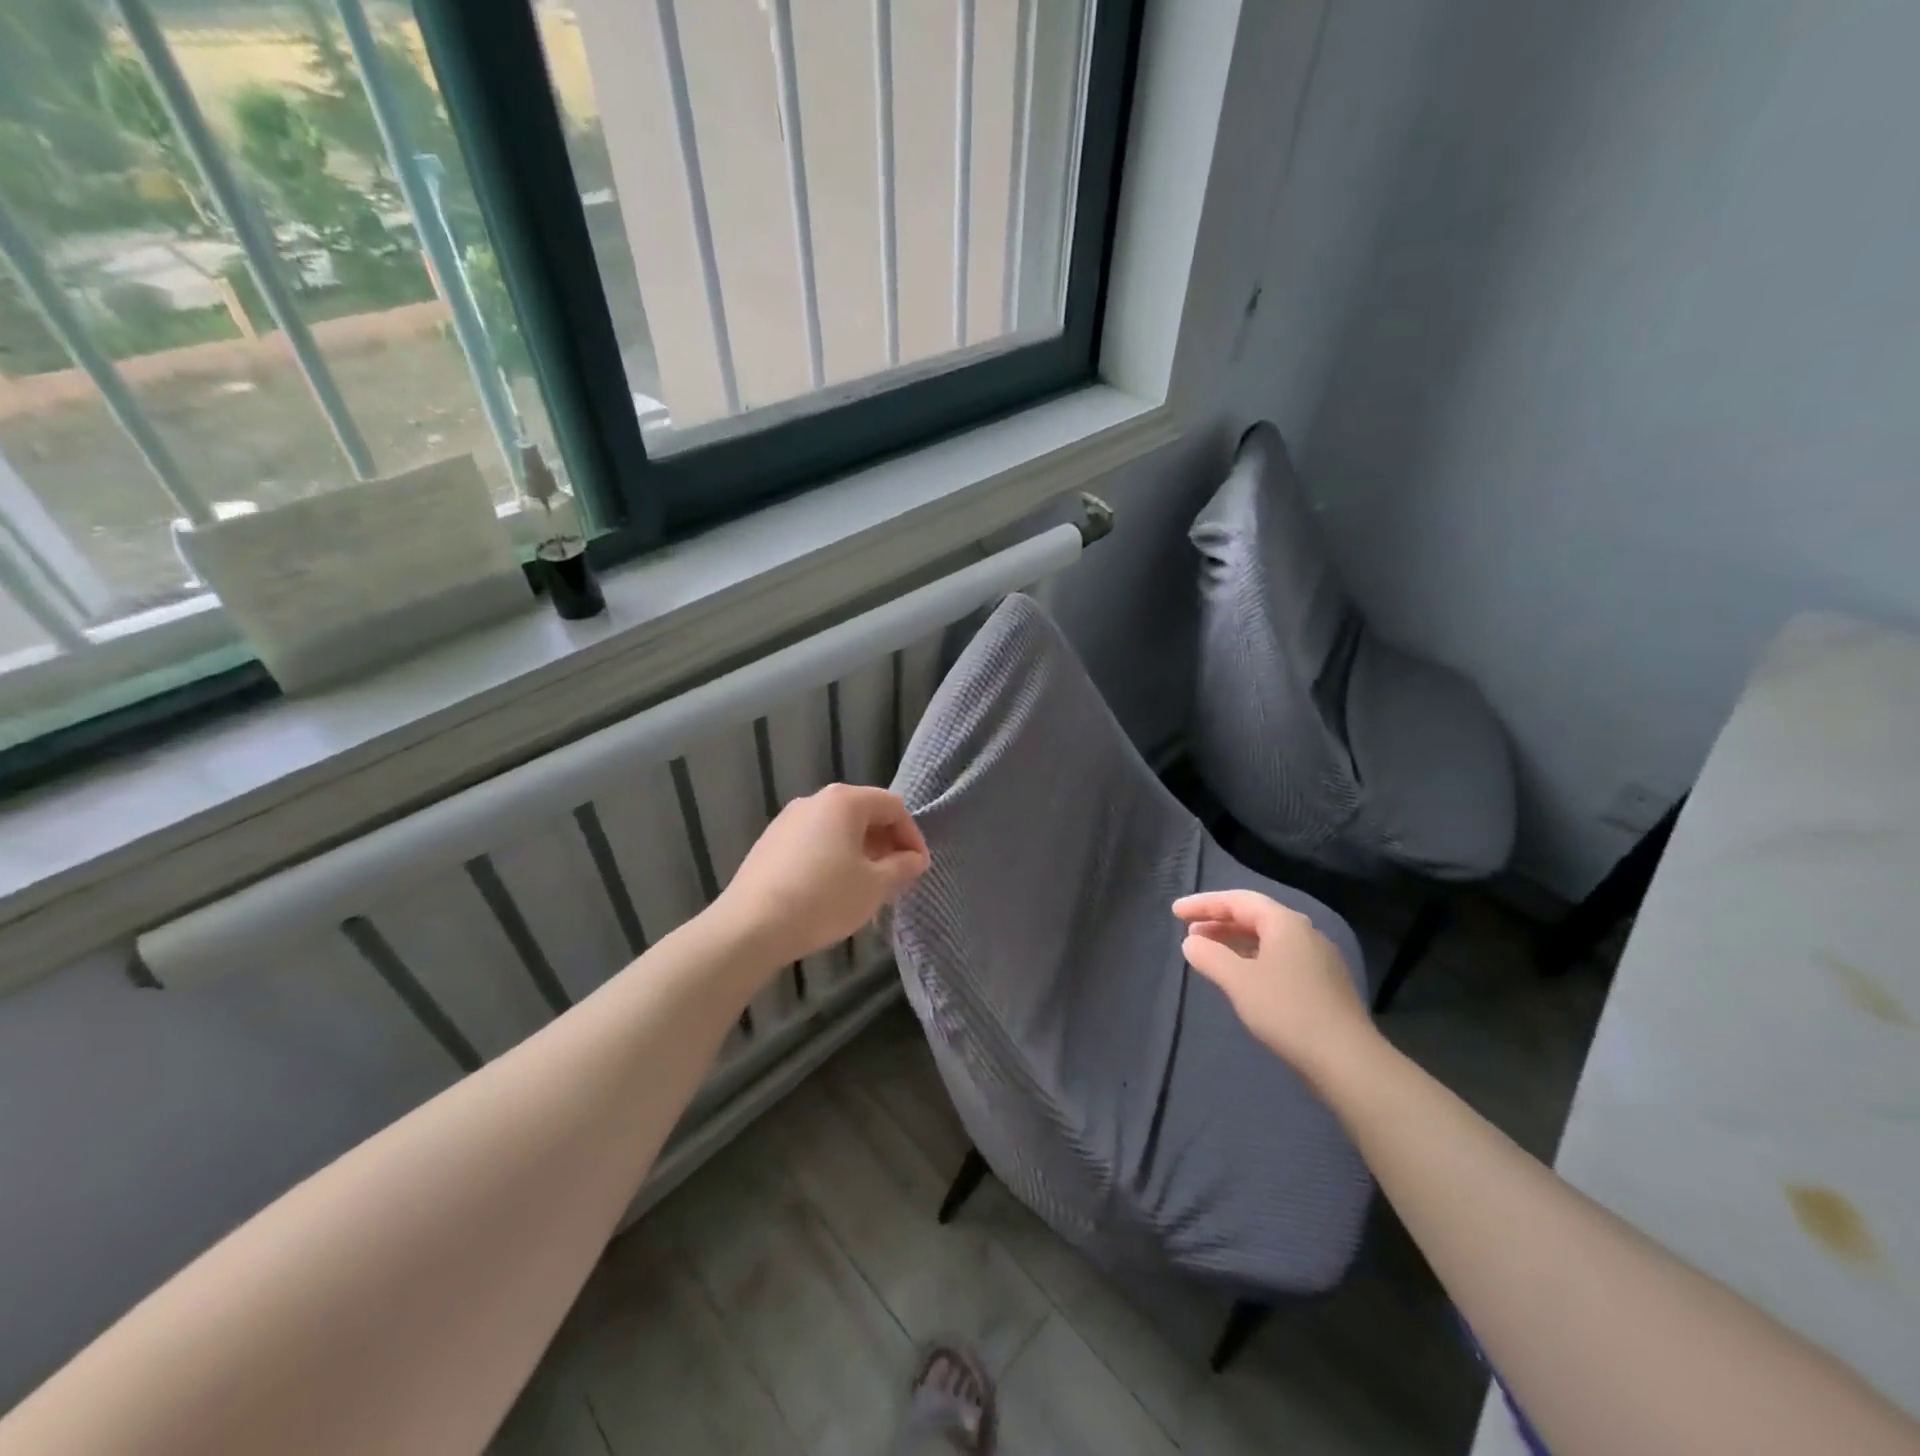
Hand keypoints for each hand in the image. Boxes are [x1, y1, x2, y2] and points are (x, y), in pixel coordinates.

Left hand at [715, 784, 929, 966]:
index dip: (912, 836)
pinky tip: (833, 892)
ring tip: (867, 889)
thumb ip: (902, 868)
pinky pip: (814, 843)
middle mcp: (814, 800)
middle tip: (896, 879)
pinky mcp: (769, 844)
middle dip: (886, 845)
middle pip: (864, 814)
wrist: (750, 927)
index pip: (893, 806)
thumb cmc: (823, 899)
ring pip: (838, 830)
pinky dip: (833, 860)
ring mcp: (787, 821)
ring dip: (861, 854)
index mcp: (844, 801)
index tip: (918, 869)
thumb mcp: (875, 886)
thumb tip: (914, 859)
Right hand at [1172, 889, 1374, 1079]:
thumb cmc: (1287, 1011)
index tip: (1175, 912)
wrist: (1347, 1061)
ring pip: (1268, 939)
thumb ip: (1210, 956)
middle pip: (1255, 916)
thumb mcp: (1238, 981)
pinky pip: (1280, 958)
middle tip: (1189, 932)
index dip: (1204, 903)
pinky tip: (1242, 977)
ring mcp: (1318, 959)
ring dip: (1235, 941)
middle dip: (1219, 921)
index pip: (1238, 900)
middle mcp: (1305, 933)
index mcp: (1285, 923)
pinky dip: (1253, 958)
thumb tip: (1191, 942)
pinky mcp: (1324, 984)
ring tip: (1209, 953)